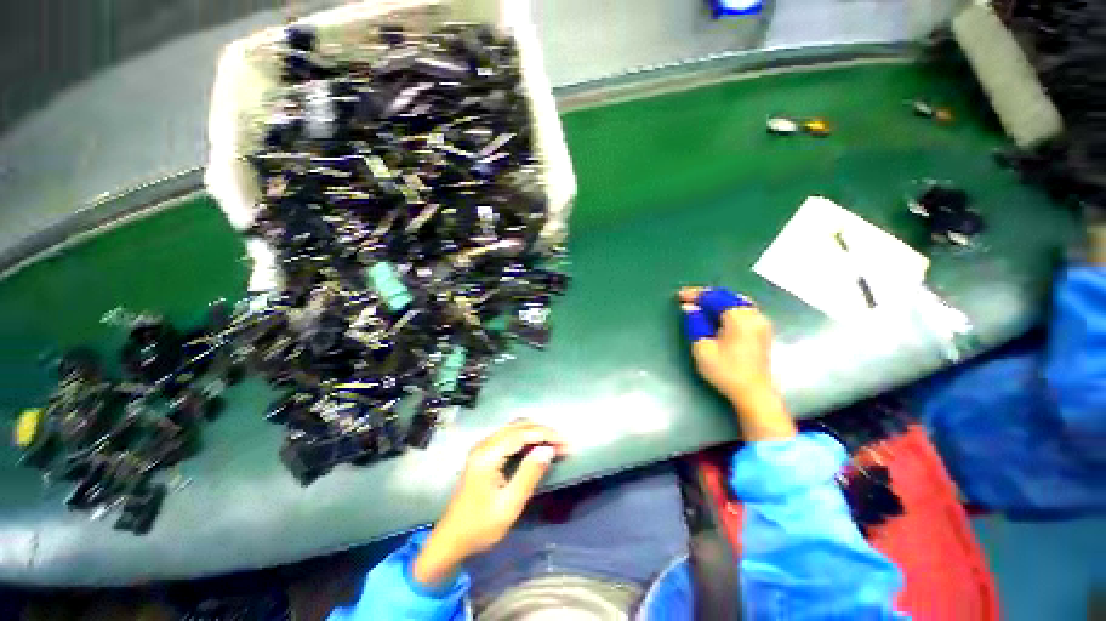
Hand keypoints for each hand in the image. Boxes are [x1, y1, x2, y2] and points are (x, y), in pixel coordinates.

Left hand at [413, 421, 567, 587]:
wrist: (451, 540)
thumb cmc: (480, 527)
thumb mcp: (509, 505)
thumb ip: (529, 474)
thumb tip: (548, 450)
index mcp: (488, 455)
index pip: (522, 434)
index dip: (546, 434)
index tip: (566, 442)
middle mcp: (484, 445)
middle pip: (518, 426)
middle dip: (543, 431)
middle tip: (563, 443)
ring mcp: (482, 448)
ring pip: (513, 428)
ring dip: (535, 433)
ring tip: (554, 444)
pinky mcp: (483, 454)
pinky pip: (508, 436)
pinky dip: (525, 437)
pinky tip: (536, 446)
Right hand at [679, 287, 794, 440]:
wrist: (753, 393)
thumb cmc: (725, 371)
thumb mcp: (703, 348)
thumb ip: (695, 323)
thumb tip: (689, 308)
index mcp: (739, 317)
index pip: (714, 297)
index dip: (695, 294)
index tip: (679, 296)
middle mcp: (753, 314)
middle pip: (727, 296)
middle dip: (707, 295)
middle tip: (688, 298)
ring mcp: (760, 322)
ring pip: (736, 302)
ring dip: (717, 301)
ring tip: (700, 304)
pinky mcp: (761, 331)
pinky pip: (743, 310)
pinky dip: (727, 307)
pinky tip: (718, 313)